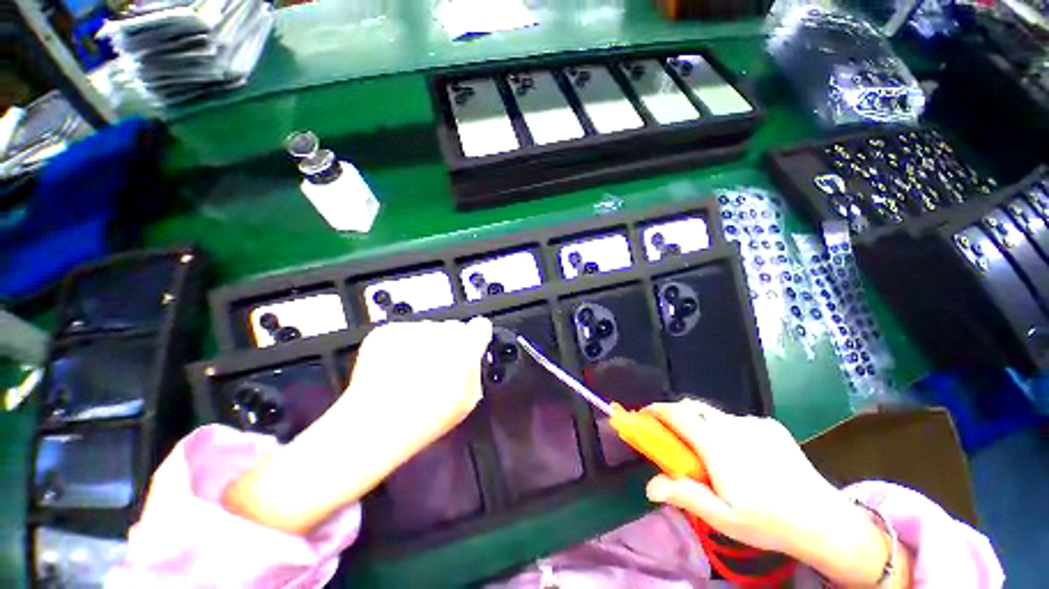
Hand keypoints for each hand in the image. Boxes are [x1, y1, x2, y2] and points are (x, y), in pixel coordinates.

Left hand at [222, 318, 492, 534]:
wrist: (372, 425)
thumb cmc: (428, 418)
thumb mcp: (467, 401)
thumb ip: (474, 371)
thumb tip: (470, 358)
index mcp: (465, 347)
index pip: (481, 326)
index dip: (477, 337)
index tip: (471, 347)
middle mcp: (440, 331)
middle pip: (453, 328)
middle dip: (450, 343)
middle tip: (437, 367)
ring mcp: (411, 329)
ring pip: (427, 330)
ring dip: (425, 344)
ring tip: (410, 372)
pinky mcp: (386, 331)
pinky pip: (403, 333)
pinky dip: (401, 346)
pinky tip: (392, 369)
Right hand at [644, 399, 908, 586]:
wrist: (826, 521)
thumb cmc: (768, 523)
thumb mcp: (722, 518)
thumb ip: (684, 495)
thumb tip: (648, 485)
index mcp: (717, 445)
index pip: (677, 414)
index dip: (656, 410)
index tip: (643, 414)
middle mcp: (732, 425)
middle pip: (693, 407)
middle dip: (676, 415)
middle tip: (672, 436)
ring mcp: (754, 422)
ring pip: (714, 414)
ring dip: (701, 424)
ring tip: (709, 452)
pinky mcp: (770, 425)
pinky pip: (736, 421)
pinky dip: (725, 429)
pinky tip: (741, 454)